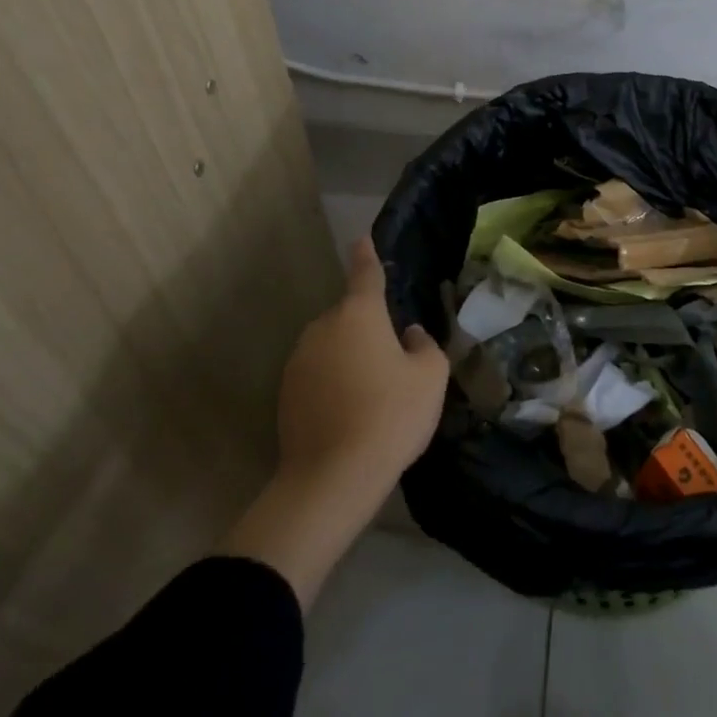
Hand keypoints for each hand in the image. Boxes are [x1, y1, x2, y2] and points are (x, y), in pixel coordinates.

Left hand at [226, 238, 447, 605]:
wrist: (333, 476)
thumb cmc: (391, 415)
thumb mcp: (430, 377)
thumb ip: (425, 346)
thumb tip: (410, 336)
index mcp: (359, 315)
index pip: (365, 274)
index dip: (367, 256)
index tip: (362, 239)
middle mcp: (323, 329)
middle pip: (350, 317)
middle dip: (369, 328)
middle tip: (395, 359)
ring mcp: (299, 361)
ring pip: (333, 346)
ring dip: (351, 357)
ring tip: (376, 392)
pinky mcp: (285, 394)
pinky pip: (318, 374)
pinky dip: (335, 382)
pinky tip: (353, 411)